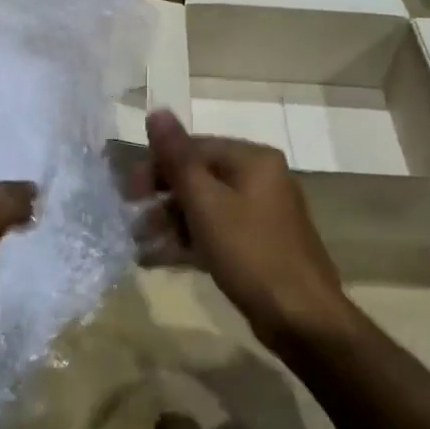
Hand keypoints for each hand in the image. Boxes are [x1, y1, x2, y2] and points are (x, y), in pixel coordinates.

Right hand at [135, 111, 354, 350]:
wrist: (301, 318)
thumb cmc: (250, 252)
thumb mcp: (206, 202)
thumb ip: (177, 157)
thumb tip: (157, 110)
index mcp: (252, 160)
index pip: (194, 147)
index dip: (157, 165)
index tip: (128, 192)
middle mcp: (260, 179)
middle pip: (198, 176)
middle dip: (161, 197)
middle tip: (131, 218)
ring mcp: (260, 214)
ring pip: (204, 207)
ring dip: (169, 222)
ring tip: (138, 243)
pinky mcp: (256, 245)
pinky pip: (214, 232)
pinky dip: (187, 241)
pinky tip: (156, 258)